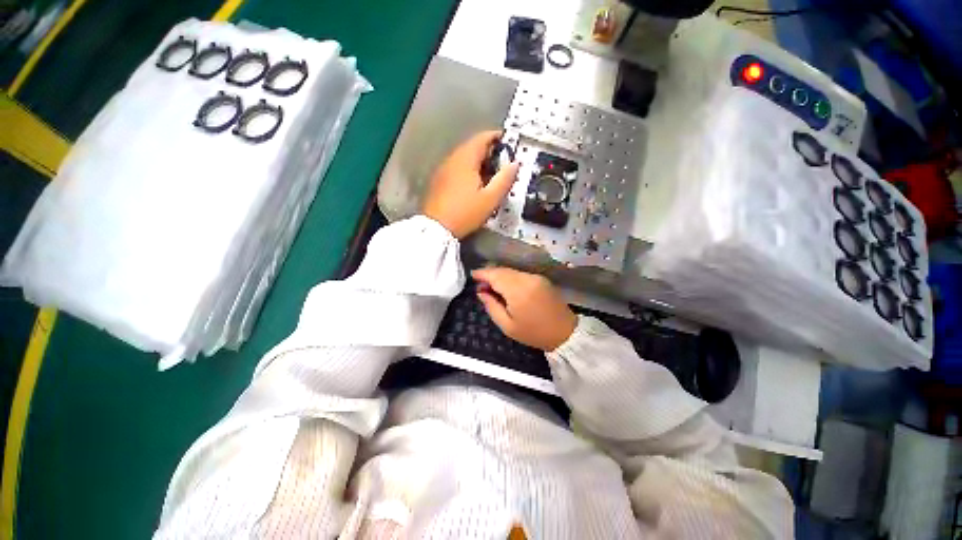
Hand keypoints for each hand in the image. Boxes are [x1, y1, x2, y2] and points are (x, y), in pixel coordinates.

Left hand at [422, 131, 519, 238]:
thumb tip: (515, 164)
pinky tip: (475, 184)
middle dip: (489, 151)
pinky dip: (469, 169)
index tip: (509, 143)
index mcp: (465, 159)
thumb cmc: (465, 213)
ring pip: (464, 158)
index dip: (497, 137)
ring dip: (479, 161)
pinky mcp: (439, 180)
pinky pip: (457, 167)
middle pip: (473, 147)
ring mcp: (443, 169)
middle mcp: (452, 159)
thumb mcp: (490, 199)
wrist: (437, 228)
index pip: (482, 138)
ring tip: (491, 175)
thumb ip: (504, 179)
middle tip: (503, 163)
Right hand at [472, 267, 577, 350]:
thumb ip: (491, 306)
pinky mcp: (541, 279)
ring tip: (492, 287)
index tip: (472, 276)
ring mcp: (536, 277)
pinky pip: (520, 274)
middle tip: (480, 286)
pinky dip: (510, 277)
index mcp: (518, 290)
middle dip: (490, 274)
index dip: (482, 273)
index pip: (495, 275)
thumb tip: (480, 292)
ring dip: (500, 276)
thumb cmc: (533, 333)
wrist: (565, 333)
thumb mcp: (507, 326)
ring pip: (511, 271)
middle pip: (503, 270)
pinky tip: (506, 287)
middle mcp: (527, 279)